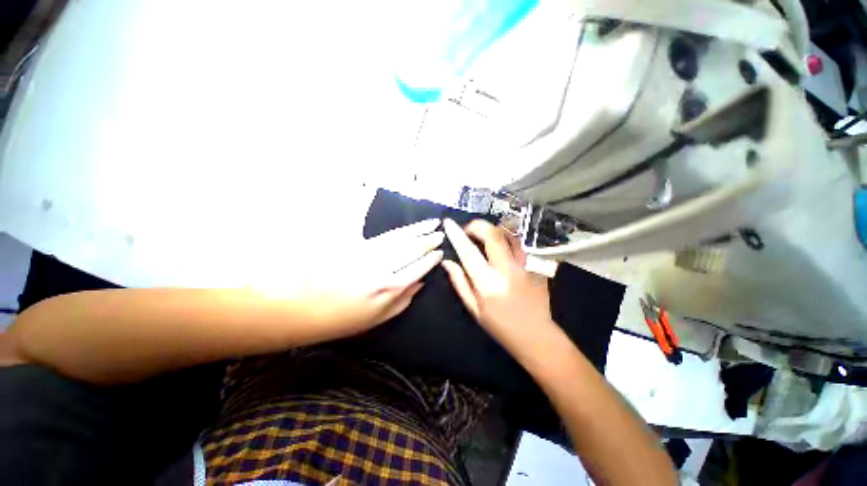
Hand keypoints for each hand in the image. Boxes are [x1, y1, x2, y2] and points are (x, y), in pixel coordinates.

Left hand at [261, 219, 443, 339]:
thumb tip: (421, 283)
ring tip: (430, 223)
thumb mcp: (378, 318)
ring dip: (416, 229)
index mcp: (389, 286)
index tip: (440, 252)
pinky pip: (370, 226)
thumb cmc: (342, 318)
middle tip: (440, 232)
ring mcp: (366, 251)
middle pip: (411, 248)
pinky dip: (378, 213)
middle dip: (428, 240)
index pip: (418, 266)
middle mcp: (381, 265)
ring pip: (398, 237)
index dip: (430, 258)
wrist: (301, 308)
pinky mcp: (351, 243)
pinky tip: (382, 198)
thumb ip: (403, 301)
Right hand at [441, 219, 556, 357]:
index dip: (457, 235)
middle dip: (477, 225)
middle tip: (468, 230)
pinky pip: (519, 244)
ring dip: (493, 230)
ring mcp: (525, 265)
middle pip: (493, 234)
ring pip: (509, 234)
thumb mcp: (474, 308)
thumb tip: (447, 262)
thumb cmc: (500, 326)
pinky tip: (500, 246)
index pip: (468, 252)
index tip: (448, 223)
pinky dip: (506, 239)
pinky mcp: (536, 265)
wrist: (537, 336)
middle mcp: (507, 270)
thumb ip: (460, 282)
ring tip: (483, 236)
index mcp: (488, 283)